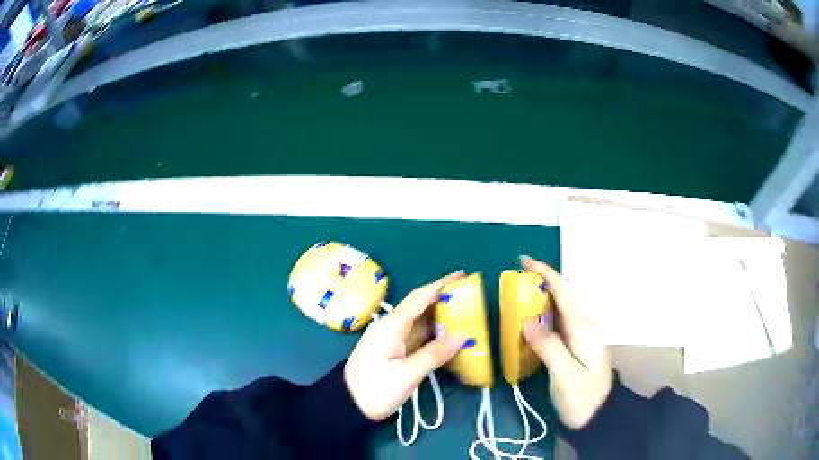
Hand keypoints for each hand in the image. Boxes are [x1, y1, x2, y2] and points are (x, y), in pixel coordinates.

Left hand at [344, 271, 467, 420]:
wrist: (349, 405)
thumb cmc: (375, 389)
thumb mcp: (406, 374)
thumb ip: (435, 354)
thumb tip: (463, 335)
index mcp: (392, 326)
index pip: (420, 298)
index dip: (441, 284)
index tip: (462, 275)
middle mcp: (392, 327)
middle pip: (421, 307)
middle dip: (445, 299)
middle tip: (471, 297)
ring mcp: (393, 340)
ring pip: (422, 322)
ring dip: (442, 317)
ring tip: (467, 314)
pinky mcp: (396, 352)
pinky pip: (420, 336)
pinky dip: (436, 334)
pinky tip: (451, 336)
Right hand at [521, 256, 612, 429]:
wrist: (601, 417)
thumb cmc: (583, 397)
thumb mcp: (565, 375)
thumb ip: (548, 346)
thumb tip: (527, 320)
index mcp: (581, 328)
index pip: (563, 290)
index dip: (544, 272)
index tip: (523, 262)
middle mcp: (583, 327)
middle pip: (562, 296)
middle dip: (540, 283)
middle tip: (513, 285)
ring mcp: (580, 338)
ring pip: (559, 310)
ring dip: (540, 300)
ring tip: (516, 301)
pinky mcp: (576, 348)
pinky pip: (557, 325)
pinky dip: (542, 318)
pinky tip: (529, 327)